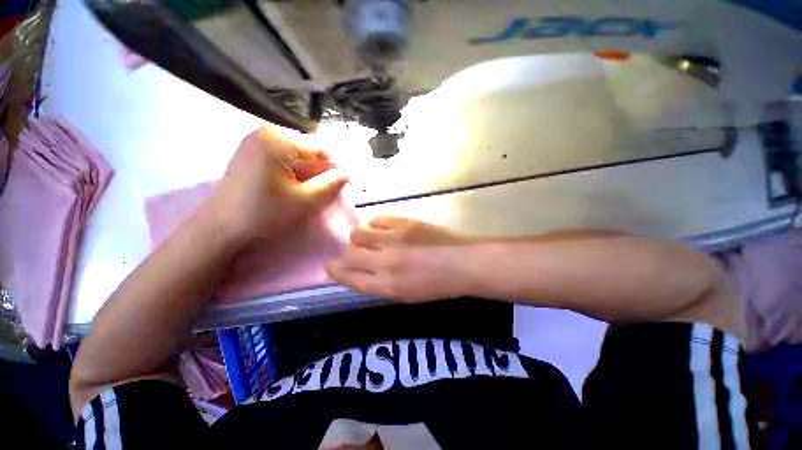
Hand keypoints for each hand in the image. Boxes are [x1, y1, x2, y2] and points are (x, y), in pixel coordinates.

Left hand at [205, 124, 347, 245]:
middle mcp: (265, 132)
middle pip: (306, 148)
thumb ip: (330, 184)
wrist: (221, 228)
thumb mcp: (305, 200)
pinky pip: (280, 156)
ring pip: (294, 153)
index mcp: (278, 139)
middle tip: (321, 189)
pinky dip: (291, 169)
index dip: (333, 165)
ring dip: (305, 170)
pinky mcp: (248, 152)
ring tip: (306, 190)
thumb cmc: (265, 213)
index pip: (320, 146)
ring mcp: (254, 141)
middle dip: (318, 168)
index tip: (339, 183)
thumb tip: (347, 173)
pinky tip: (290, 186)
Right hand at [326, 216, 471, 301]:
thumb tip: (364, 271)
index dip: (336, 272)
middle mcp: (385, 263)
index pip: (349, 279)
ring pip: (358, 233)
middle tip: (354, 252)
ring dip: (359, 237)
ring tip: (371, 238)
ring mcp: (393, 240)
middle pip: (349, 254)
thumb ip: (382, 284)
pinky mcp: (404, 223)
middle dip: (346, 254)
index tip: (330, 266)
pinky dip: (375, 224)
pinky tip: (383, 228)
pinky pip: (377, 219)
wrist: (463, 263)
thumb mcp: (407, 295)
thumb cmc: (438, 285)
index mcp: (387, 286)